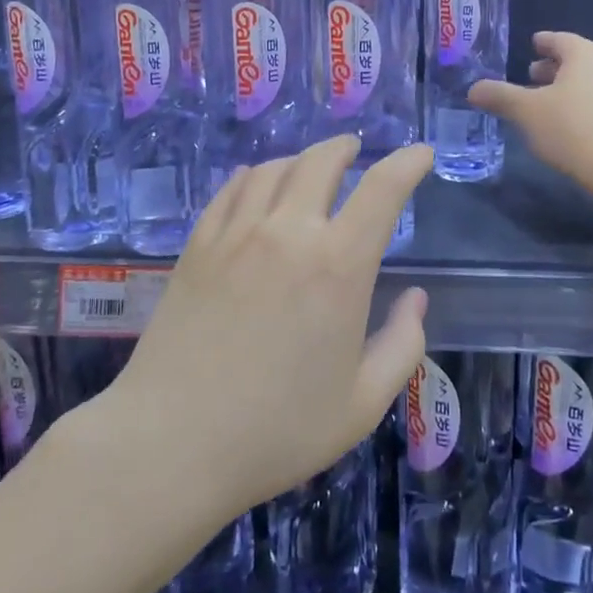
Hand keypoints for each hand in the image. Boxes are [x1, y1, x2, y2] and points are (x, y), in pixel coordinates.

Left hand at [110, 136, 432, 516]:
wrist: (171, 443)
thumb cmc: (276, 431)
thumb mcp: (362, 404)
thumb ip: (402, 345)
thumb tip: (416, 298)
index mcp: (338, 266)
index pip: (382, 189)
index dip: (407, 163)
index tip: (420, 153)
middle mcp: (288, 232)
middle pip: (321, 161)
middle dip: (345, 149)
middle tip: (355, 151)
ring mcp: (236, 233)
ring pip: (273, 168)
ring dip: (300, 159)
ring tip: (310, 168)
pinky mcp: (198, 244)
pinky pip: (231, 189)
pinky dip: (253, 175)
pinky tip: (256, 183)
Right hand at [468, 31, 592, 196]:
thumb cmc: (573, 129)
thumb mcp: (526, 112)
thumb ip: (499, 96)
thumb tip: (473, 88)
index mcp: (585, 53)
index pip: (559, 39)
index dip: (542, 42)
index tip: (532, 45)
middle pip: (578, 59)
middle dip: (554, 67)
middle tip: (532, 77)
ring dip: (572, 88)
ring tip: (551, 104)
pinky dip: (588, 105)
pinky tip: (575, 125)